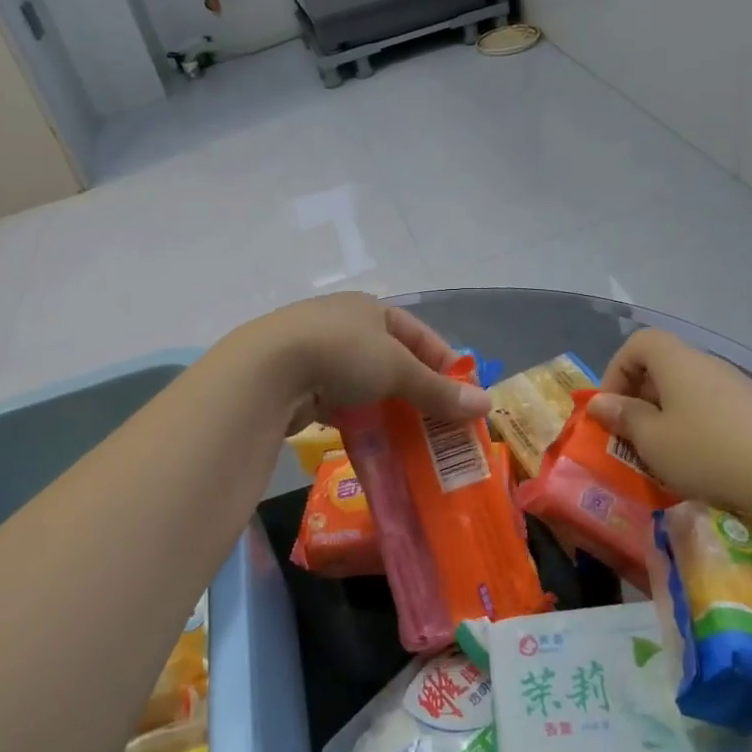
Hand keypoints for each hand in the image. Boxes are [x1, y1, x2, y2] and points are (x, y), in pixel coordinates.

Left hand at [236, 293, 491, 431]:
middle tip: (440, 425)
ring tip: (410, 439)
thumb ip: (438, 390)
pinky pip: (338, 403)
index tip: (464, 397)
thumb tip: (486, 405)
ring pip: (364, 384)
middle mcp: (343, 325)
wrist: (266, 372)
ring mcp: (316, 354)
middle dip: (416, 392)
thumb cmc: (341, 354)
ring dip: (387, 409)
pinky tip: (370, 442)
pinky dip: (356, 421)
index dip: (444, 364)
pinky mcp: (297, 383)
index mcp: (369, 309)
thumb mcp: (397, 369)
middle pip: (391, 361)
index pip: (418, 334)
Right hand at [588, 329, 751, 530]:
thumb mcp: (653, 441)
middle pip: (662, 366)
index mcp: (677, 361)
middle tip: (632, 437)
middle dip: (640, 399)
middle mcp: (707, 363)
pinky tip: (703, 463)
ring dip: (668, 417)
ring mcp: (738, 386)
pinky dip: (697, 428)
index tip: (612, 409)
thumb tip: (600, 402)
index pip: (637, 344)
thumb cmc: (709, 452)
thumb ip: (623, 418)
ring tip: (665, 455)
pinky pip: (713, 409)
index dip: (616, 371)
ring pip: (688, 391)